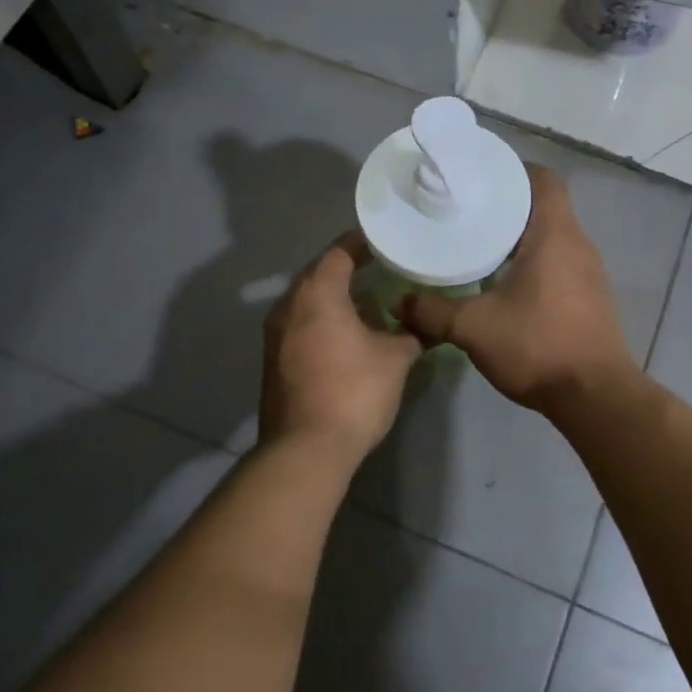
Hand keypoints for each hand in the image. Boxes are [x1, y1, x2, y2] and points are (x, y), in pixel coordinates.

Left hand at [259, 231, 422, 459]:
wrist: (305, 449)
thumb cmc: (353, 392)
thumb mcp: (395, 359)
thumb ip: (409, 333)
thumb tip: (419, 324)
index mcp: (317, 294)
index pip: (338, 253)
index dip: (361, 244)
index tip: (383, 242)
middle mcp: (289, 306)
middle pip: (317, 274)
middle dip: (346, 269)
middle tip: (378, 269)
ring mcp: (275, 334)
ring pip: (306, 301)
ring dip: (332, 297)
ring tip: (365, 302)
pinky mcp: (273, 360)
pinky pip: (299, 325)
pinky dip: (321, 320)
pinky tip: (345, 335)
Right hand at [403, 165, 638, 412]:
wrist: (595, 396)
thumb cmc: (538, 346)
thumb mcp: (474, 328)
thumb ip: (433, 311)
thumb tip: (399, 302)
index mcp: (555, 235)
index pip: (542, 179)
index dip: (513, 171)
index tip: (480, 177)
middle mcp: (578, 245)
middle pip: (545, 206)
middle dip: (507, 204)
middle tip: (467, 211)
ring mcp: (590, 272)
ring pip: (553, 236)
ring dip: (521, 235)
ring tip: (480, 243)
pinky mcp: (591, 297)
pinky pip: (560, 261)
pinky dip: (534, 260)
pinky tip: (506, 281)